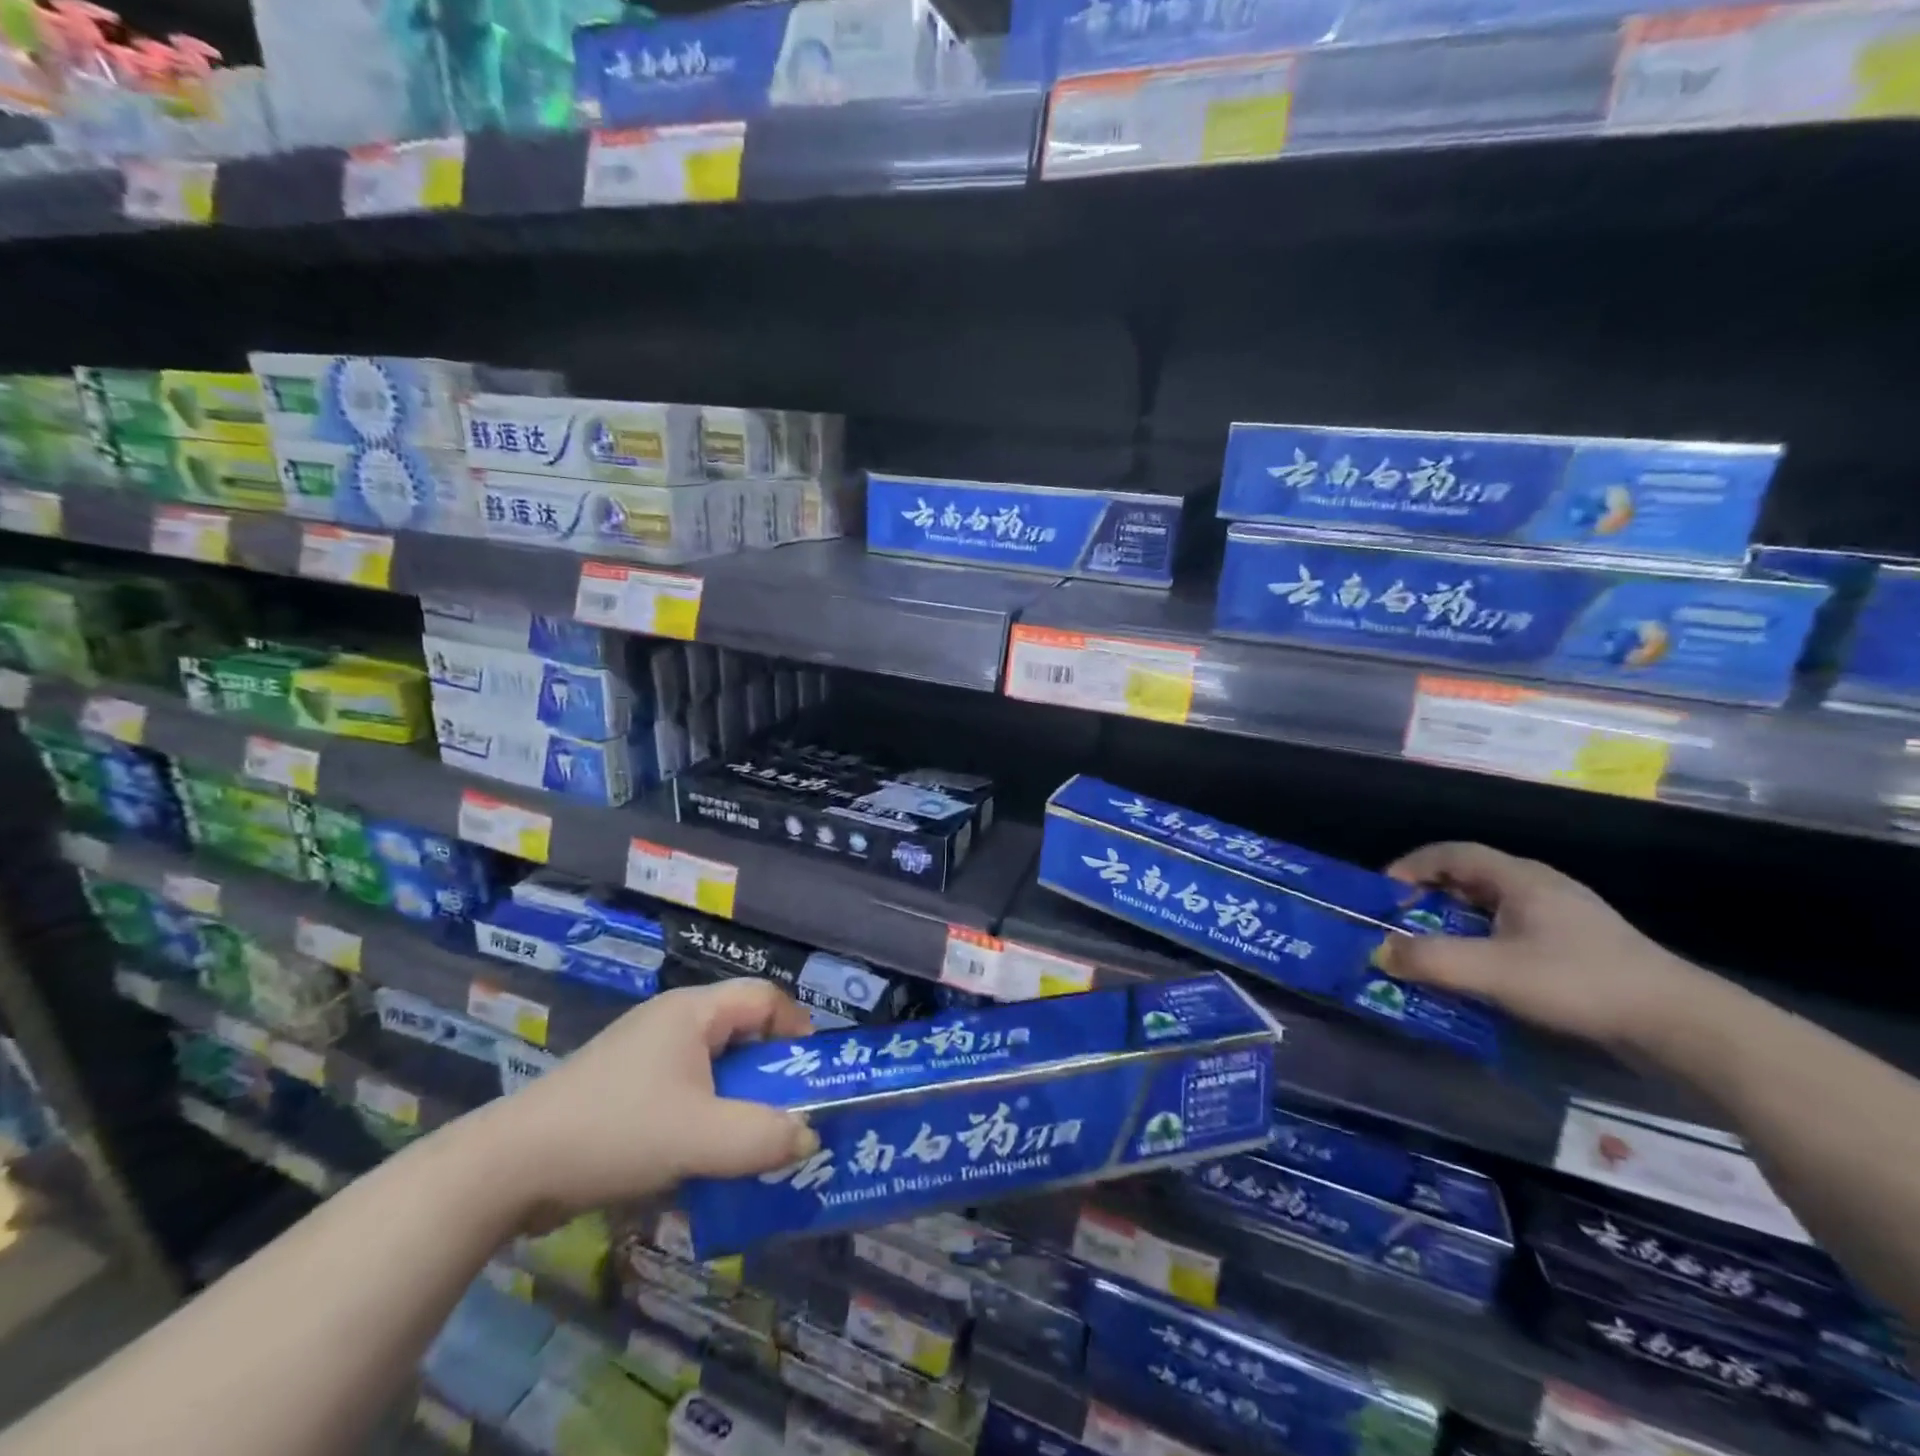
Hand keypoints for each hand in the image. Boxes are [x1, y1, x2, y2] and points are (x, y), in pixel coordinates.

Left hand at [479, 981, 820, 1223]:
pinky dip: (706, 1119)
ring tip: (755, 1146)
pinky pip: (685, 1093)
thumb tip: (809, 1136)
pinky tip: (705, 1160)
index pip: (765, 998)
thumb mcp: (698, 1136)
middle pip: (742, 1033)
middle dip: (771, 1074)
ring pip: (713, 1068)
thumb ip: (762, 1137)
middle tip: (791, 1116)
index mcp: (693, 1012)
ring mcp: (645, 1056)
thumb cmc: (614, 1131)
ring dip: (738, 1102)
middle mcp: (672, 1022)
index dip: (797, 1029)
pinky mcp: (625, 1089)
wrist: (509, 1167)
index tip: (811, 1076)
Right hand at [1383, 841, 1708, 1050]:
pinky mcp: (1578, 947)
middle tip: (1402, 927)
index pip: (1450, 853)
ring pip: (1491, 906)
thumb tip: (1377, 952)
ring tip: (1433, 952)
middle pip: (1468, 877)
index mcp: (1519, 878)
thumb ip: (1430, 960)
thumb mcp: (1494, 972)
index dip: (1409, 867)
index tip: (1383, 896)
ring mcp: (1563, 917)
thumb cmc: (1580, 983)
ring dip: (1454, 923)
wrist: (1682, 1025)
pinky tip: (1480, 974)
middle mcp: (1539, 886)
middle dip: (1427, 899)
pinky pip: (1512, 930)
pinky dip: (1482, 942)